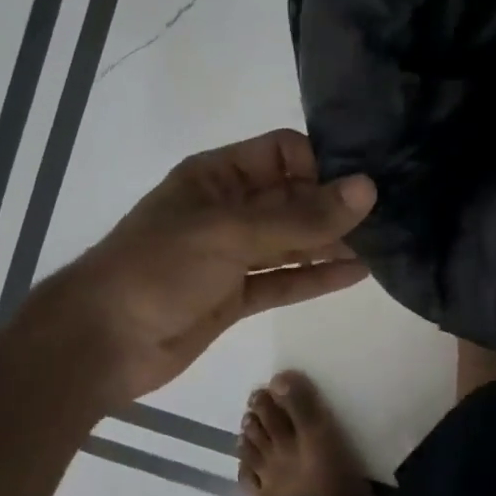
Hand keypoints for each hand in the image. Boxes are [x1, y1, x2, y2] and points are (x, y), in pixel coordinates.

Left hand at [0, 130, 374, 407]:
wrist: (101, 343)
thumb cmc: (158, 269)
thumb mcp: (230, 233)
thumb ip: (300, 217)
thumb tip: (367, 189)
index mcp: (219, 176)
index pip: (283, 153)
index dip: (323, 163)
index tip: (366, 183)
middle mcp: (229, 209)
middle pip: (293, 197)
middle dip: (337, 205)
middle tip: (394, 213)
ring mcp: (233, 254)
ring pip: (293, 241)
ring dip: (333, 242)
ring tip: (387, 242)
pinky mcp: (237, 295)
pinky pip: (285, 279)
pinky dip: (318, 277)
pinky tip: (359, 273)